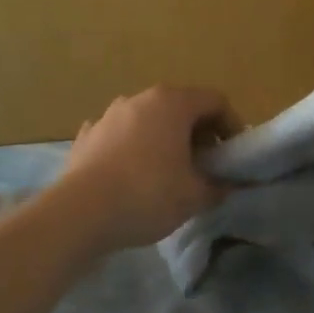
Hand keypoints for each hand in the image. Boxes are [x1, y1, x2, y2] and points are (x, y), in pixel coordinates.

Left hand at [53, 85, 237, 249]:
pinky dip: (133, 150)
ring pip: (148, 120)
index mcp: (173, 102)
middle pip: (181, 107)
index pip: (215, 101)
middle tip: (206, 165)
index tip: (234, 154)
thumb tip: (228, 185)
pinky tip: (132, 176)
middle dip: (198, 133)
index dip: (232, 125)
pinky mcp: (86, 137)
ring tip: (169, 172)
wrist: (79, 213)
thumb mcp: (195, 196)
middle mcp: (140, 99)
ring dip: (165, 140)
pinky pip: (120, 137)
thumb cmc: (148, 194)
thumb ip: (219, 186)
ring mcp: (109, 115)